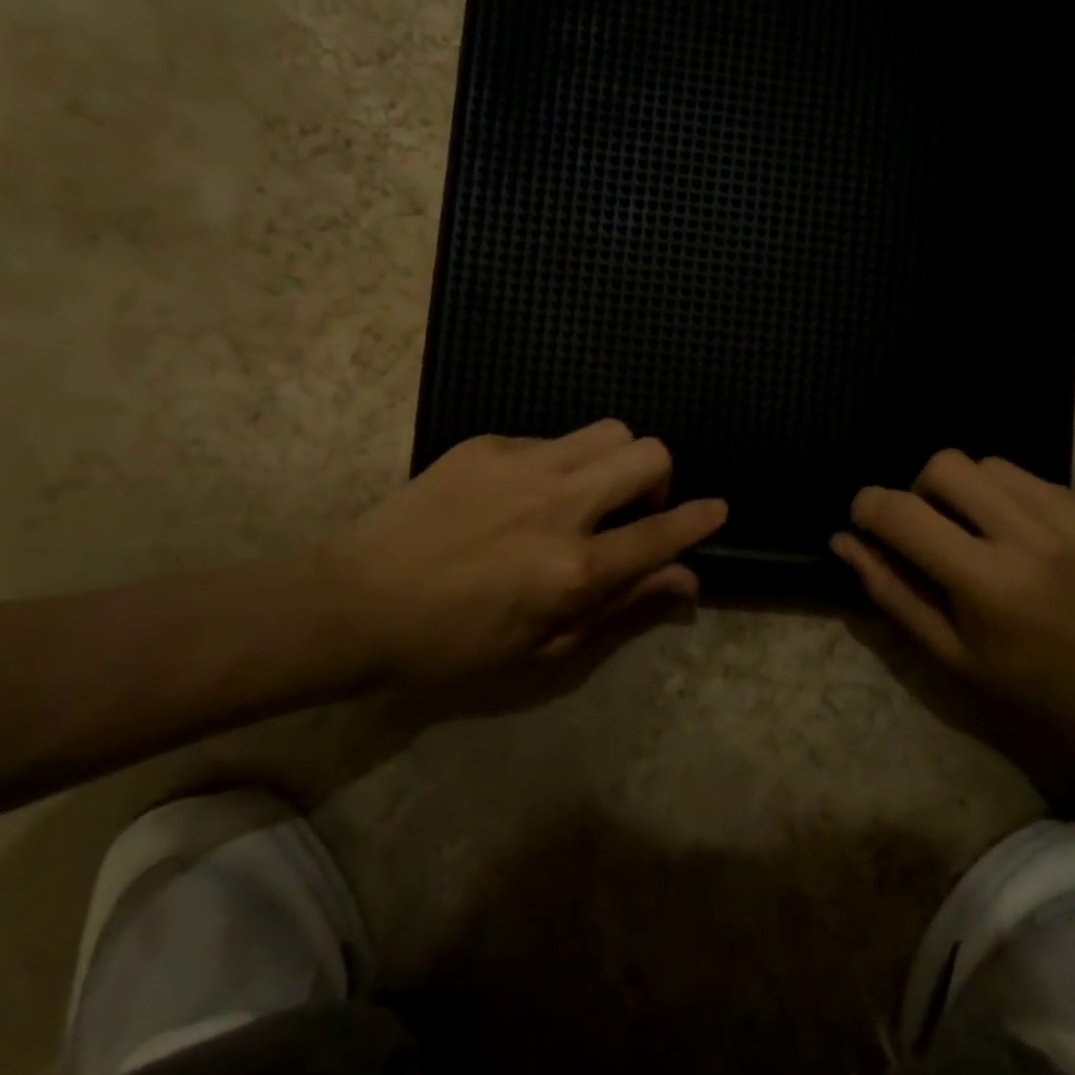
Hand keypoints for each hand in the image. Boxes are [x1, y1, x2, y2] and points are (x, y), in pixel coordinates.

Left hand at [322, 421, 725, 684]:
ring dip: (615, 459)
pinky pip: (551, 439)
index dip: (699, 519)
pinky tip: (520, 494)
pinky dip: (558, 463)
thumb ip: (622, 604)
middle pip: (647, 454)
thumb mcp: (544, 644)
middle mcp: (559, 505)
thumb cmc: (453, 642)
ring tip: (585, 492)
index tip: (717, 509)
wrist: (357, 601)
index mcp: (573, 568)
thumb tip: (685, 580)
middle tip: (633, 507)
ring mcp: (522, 465)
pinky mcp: (488, 444)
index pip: (660, 533)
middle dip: (659, 477)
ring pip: (607, 430)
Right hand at [831, 450, 1074, 722]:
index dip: (868, 506)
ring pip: (988, 463)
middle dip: (919, 488)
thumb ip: (892, 592)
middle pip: (945, 463)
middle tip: (930, 529)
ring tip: (980, 534)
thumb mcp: (953, 655)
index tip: (866, 520)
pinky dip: (1009, 499)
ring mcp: (1073, 516)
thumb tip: (843, 541)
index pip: (903, 513)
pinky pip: (1031, 478)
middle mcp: (1030, 536)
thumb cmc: (1039, 688)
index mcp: (988, 582)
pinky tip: (1025, 539)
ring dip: (966, 491)